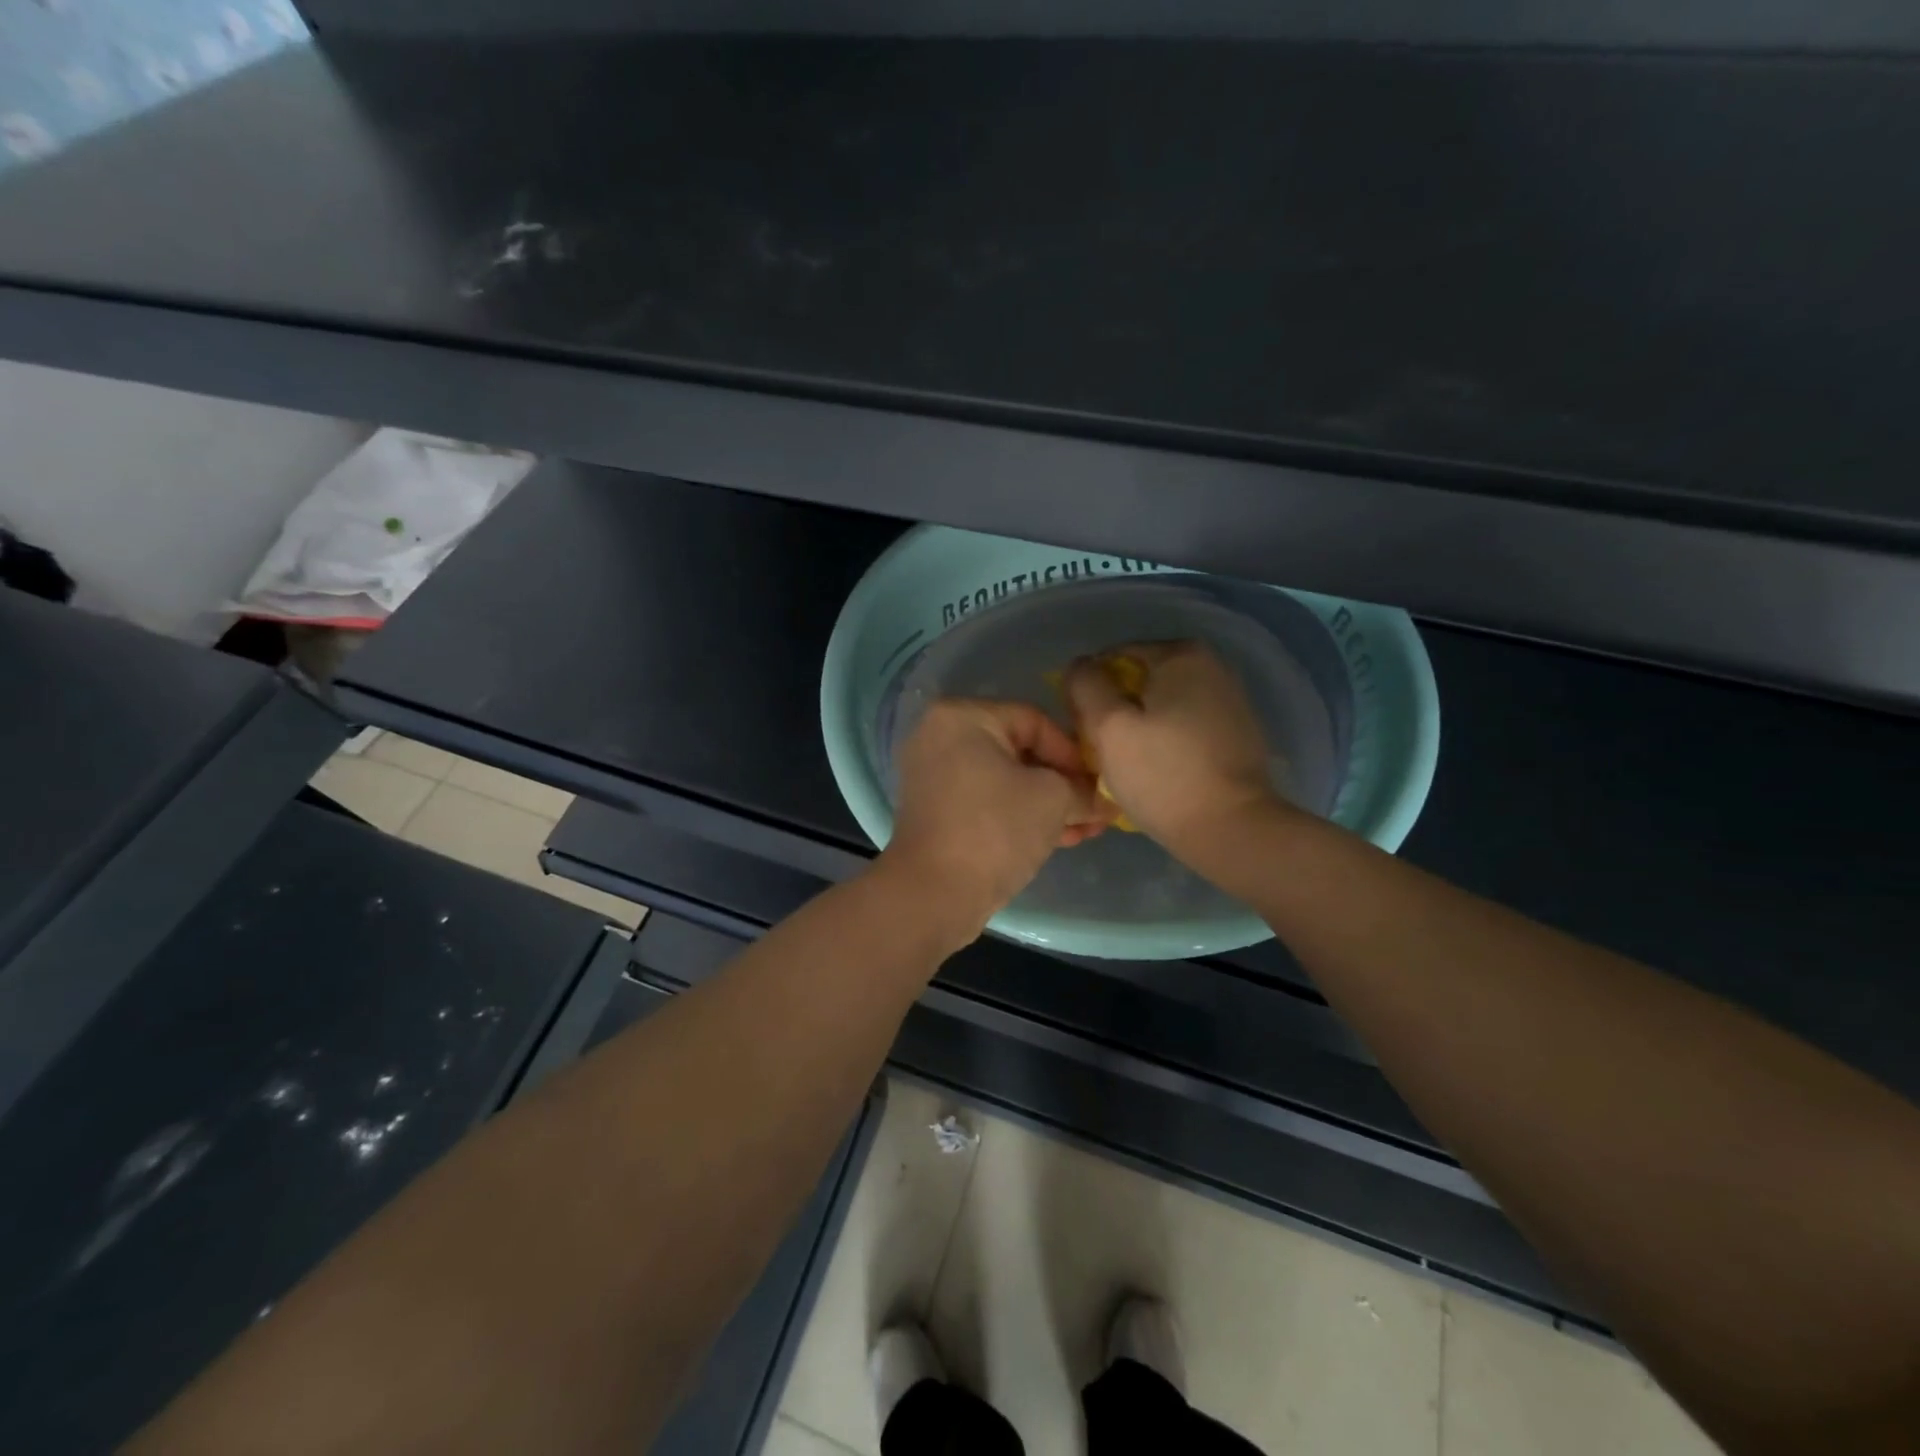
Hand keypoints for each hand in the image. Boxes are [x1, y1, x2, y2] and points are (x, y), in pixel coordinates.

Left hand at [881, 698, 1110, 936]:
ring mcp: (934, 775)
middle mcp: (940, 737)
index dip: (1074, 754)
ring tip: (1086, 830)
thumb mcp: (1053, 800)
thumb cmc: (995, 830)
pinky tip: (1059, 838)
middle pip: (1020, 752)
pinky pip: (987, 802)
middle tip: (1097, 810)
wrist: (933, 895)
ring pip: (1006, 781)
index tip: (1099, 785)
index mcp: (962, 717)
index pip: (1036, 721)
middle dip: (1064, 784)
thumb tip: (1103, 800)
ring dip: (1048, 804)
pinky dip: (1019, 815)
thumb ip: (1082, 790)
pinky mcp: (936, 810)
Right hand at [1064, 640, 1285, 863]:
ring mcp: (1231, 700)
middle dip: (1117, 709)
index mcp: (1182, 655)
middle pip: (1141, 680)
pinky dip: (1167, 741)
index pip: (1114, 657)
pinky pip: (1186, 726)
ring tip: (1129, 765)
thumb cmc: (1163, 775)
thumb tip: (1081, 666)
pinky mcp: (1238, 733)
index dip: (1090, 690)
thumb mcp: (1108, 726)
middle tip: (1102, 750)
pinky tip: (1159, 772)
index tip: (1084, 728)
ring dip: (1140, 727)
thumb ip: (1086, 685)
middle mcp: (1213, 666)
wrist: (1232, 829)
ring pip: (1163, 705)